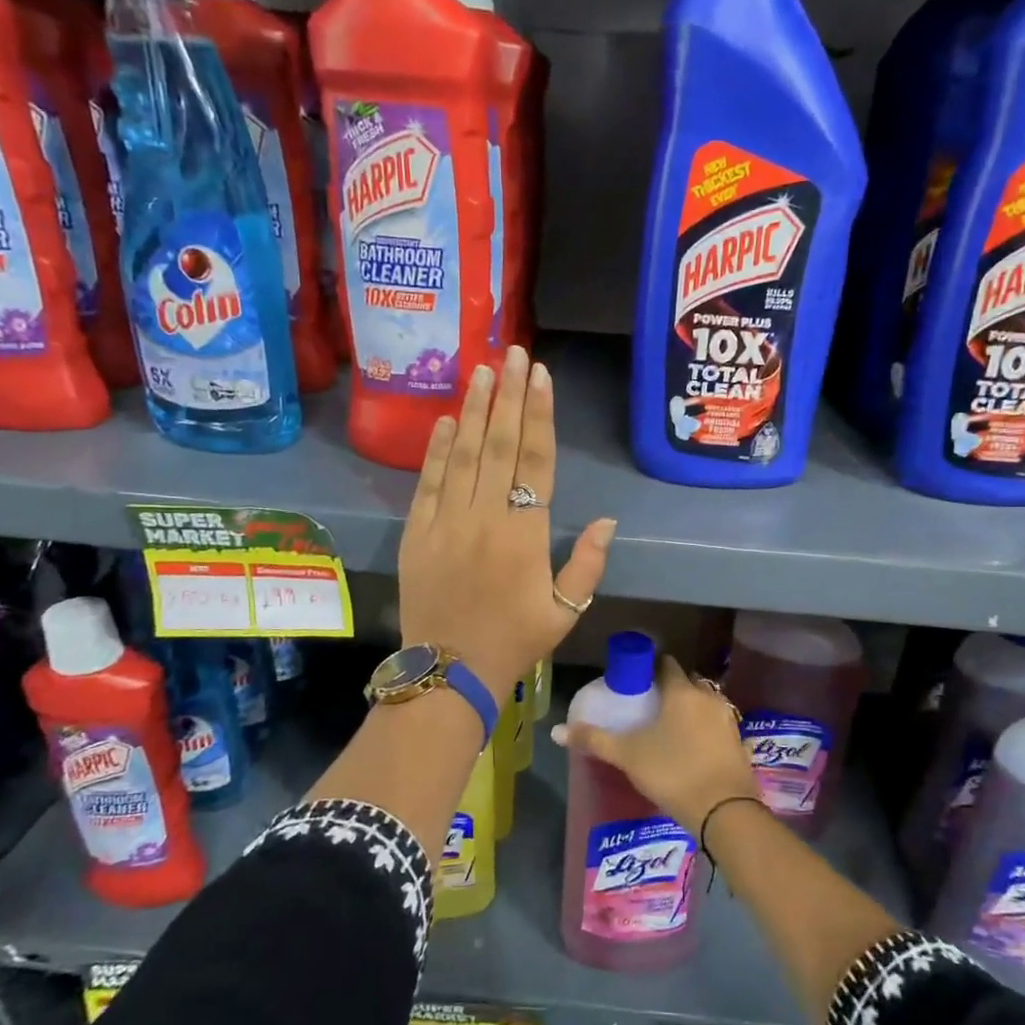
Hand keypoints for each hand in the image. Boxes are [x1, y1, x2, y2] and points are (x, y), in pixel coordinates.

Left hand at [397, 345, 615, 697]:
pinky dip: (436, 449)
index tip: (539, 376)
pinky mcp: (417, 532)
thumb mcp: (565, 611)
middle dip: (507, 396)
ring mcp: (446, 522)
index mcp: (524, 535)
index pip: (535, 462)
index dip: (538, 416)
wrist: (448, 671)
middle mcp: (484, 518)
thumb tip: (608, 521)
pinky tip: (444, 420)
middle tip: (513, 353)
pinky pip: (427, 482)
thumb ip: (587, 564)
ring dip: (472, 410)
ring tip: (481, 371)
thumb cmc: (514, 642)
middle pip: (498, 445)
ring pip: (461, 454)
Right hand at [552, 656, 757, 834]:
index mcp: (681, 691)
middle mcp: (708, 697)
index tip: (636, 681)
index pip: (666, 665)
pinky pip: (717, 726)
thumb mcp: (627, 756)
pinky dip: (705, 730)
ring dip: (690, 709)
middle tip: (649, 706)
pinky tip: (693, 748)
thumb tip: (557, 730)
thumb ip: (594, 740)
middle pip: (687, 682)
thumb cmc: (672, 773)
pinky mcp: (740, 743)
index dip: (650, 668)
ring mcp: (728, 720)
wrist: (723, 811)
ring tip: (670, 728)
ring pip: (705, 703)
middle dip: (671, 688)